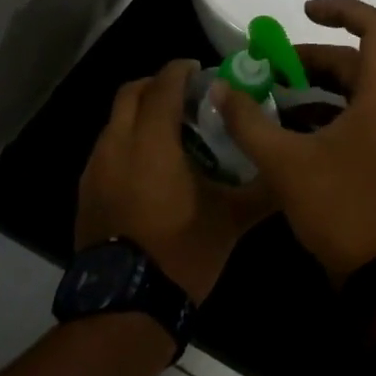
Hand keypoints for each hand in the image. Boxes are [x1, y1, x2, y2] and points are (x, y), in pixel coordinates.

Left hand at [75, 60, 274, 302]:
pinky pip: (107, 149)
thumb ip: (262, 189)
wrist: (127, 305)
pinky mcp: (86, 192)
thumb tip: (289, 170)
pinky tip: (151, 170)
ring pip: (115, 121)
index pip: (162, 85)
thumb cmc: (182, 252)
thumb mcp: (231, 220)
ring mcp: (95, 169)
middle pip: (130, 93)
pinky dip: (128, 142)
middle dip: (156, 85)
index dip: (180, 70)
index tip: (200, 70)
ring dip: (140, 115)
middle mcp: (116, 144)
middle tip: (186, 97)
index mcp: (151, 142)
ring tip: (172, 134)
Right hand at [214, 0, 375, 287]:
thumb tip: (220, 89)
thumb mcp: (284, 162)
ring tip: (270, 98)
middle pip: (356, 61)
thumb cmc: (339, 208)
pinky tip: (287, 132)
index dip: (341, 10)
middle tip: (267, 70)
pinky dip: (323, 114)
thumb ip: (248, 121)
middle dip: (310, 60)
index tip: (303, 14)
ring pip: (354, 92)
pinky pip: (355, 118)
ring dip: (314, 88)